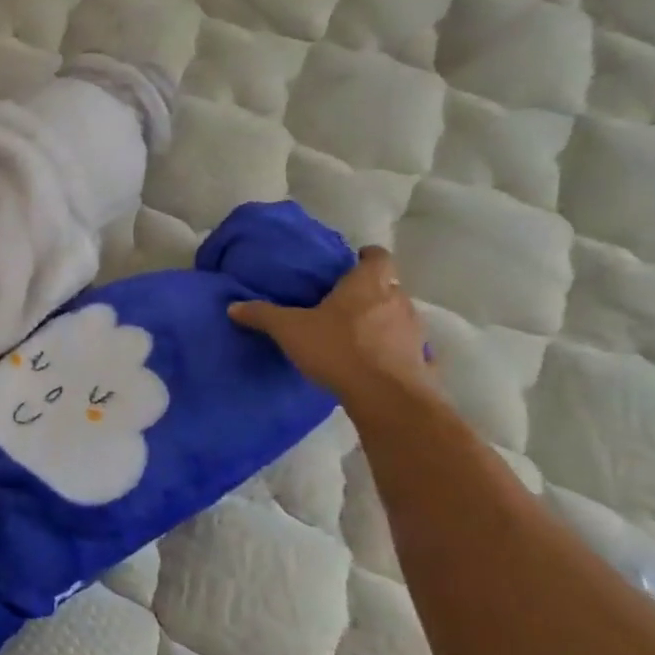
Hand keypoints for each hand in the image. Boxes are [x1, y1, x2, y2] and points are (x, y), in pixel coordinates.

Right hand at [229, 246, 433, 407]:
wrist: (387, 398)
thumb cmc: (338, 349)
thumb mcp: (290, 330)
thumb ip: (262, 315)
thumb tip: (233, 306)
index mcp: (368, 284)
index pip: (377, 256)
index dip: (365, 257)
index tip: (349, 264)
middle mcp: (397, 300)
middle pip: (388, 285)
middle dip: (369, 291)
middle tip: (343, 301)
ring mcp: (414, 331)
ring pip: (398, 315)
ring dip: (382, 320)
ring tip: (355, 333)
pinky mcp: (421, 360)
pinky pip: (407, 347)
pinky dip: (393, 349)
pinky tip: (374, 361)